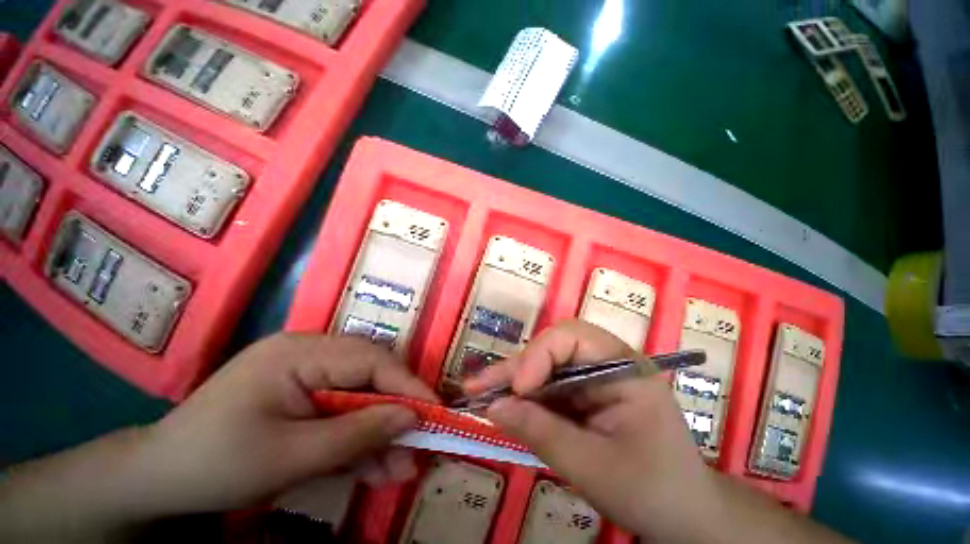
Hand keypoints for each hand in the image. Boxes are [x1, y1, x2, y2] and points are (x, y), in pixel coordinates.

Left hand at [139, 333, 437, 513]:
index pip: (371, 359)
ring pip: (360, 397)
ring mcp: (307, 373)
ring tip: (401, 469)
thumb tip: (412, 418)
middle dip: (395, 412)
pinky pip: (342, 412)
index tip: (435, 412)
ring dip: (380, 434)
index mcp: (300, 352)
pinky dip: (358, 441)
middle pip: (370, 375)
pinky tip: (376, 468)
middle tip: (420, 445)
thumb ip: (357, 434)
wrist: (159, 479)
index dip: (407, 384)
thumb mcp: (290, 457)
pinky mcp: (304, 396)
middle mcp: (309, 353)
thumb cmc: (215, 463)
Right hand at [465, 320, 719, 540]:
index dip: (539, 355)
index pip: (573, 336)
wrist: (683, 517)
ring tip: (479, 394)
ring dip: (513, 382)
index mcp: (623, 366)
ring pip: (544, 368)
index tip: (518, 389)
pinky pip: (547, 388)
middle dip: (516, 369)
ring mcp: (593, 379)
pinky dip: (523, 398)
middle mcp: (606, 363)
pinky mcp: (582, 396)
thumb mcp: (595, 467)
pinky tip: (503, 406)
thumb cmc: (653, 491)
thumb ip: (542, 433)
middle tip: (478, 387)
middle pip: (552, 349)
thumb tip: (494, 407)